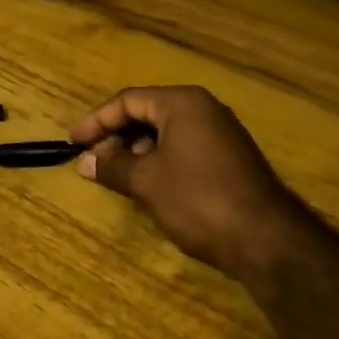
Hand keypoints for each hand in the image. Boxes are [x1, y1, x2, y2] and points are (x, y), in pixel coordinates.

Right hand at [71, 86, 310, 278]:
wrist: (265, 238)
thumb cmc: (198, 199)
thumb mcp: (147, 182)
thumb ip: (113, 167)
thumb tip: (85, 162)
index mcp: (182, 103)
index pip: (128, 100)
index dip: (96, 121)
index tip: (73, 143)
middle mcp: (203, 109)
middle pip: (147, 113)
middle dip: (115, 136)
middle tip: (92, 162)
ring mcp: (220, 134)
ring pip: (165, 133)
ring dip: (135, 151)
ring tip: (114, 176)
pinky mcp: (228, 159)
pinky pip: (183, 149)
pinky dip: (158, 162)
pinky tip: (146, 185)